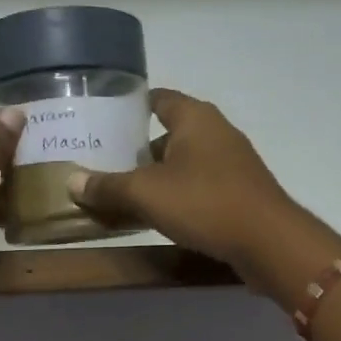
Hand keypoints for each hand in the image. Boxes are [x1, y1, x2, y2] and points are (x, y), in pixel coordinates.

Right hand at [68, 89, 325, 287]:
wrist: (268, 241)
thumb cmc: (204, 202)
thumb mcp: (146, 194)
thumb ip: (108, 186)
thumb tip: (72, 181)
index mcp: (195, 118)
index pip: (159, 99)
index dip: (131, 107)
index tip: (104, 121)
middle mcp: (216, 132)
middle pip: (169, 134)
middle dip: (138, 149)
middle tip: (104, 164)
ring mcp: (232, 163)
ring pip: (184, 163)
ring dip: (158, 177)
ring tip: (124, 194)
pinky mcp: (240, 192)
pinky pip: (199, 186)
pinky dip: (178, 195)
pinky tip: (159, 216)